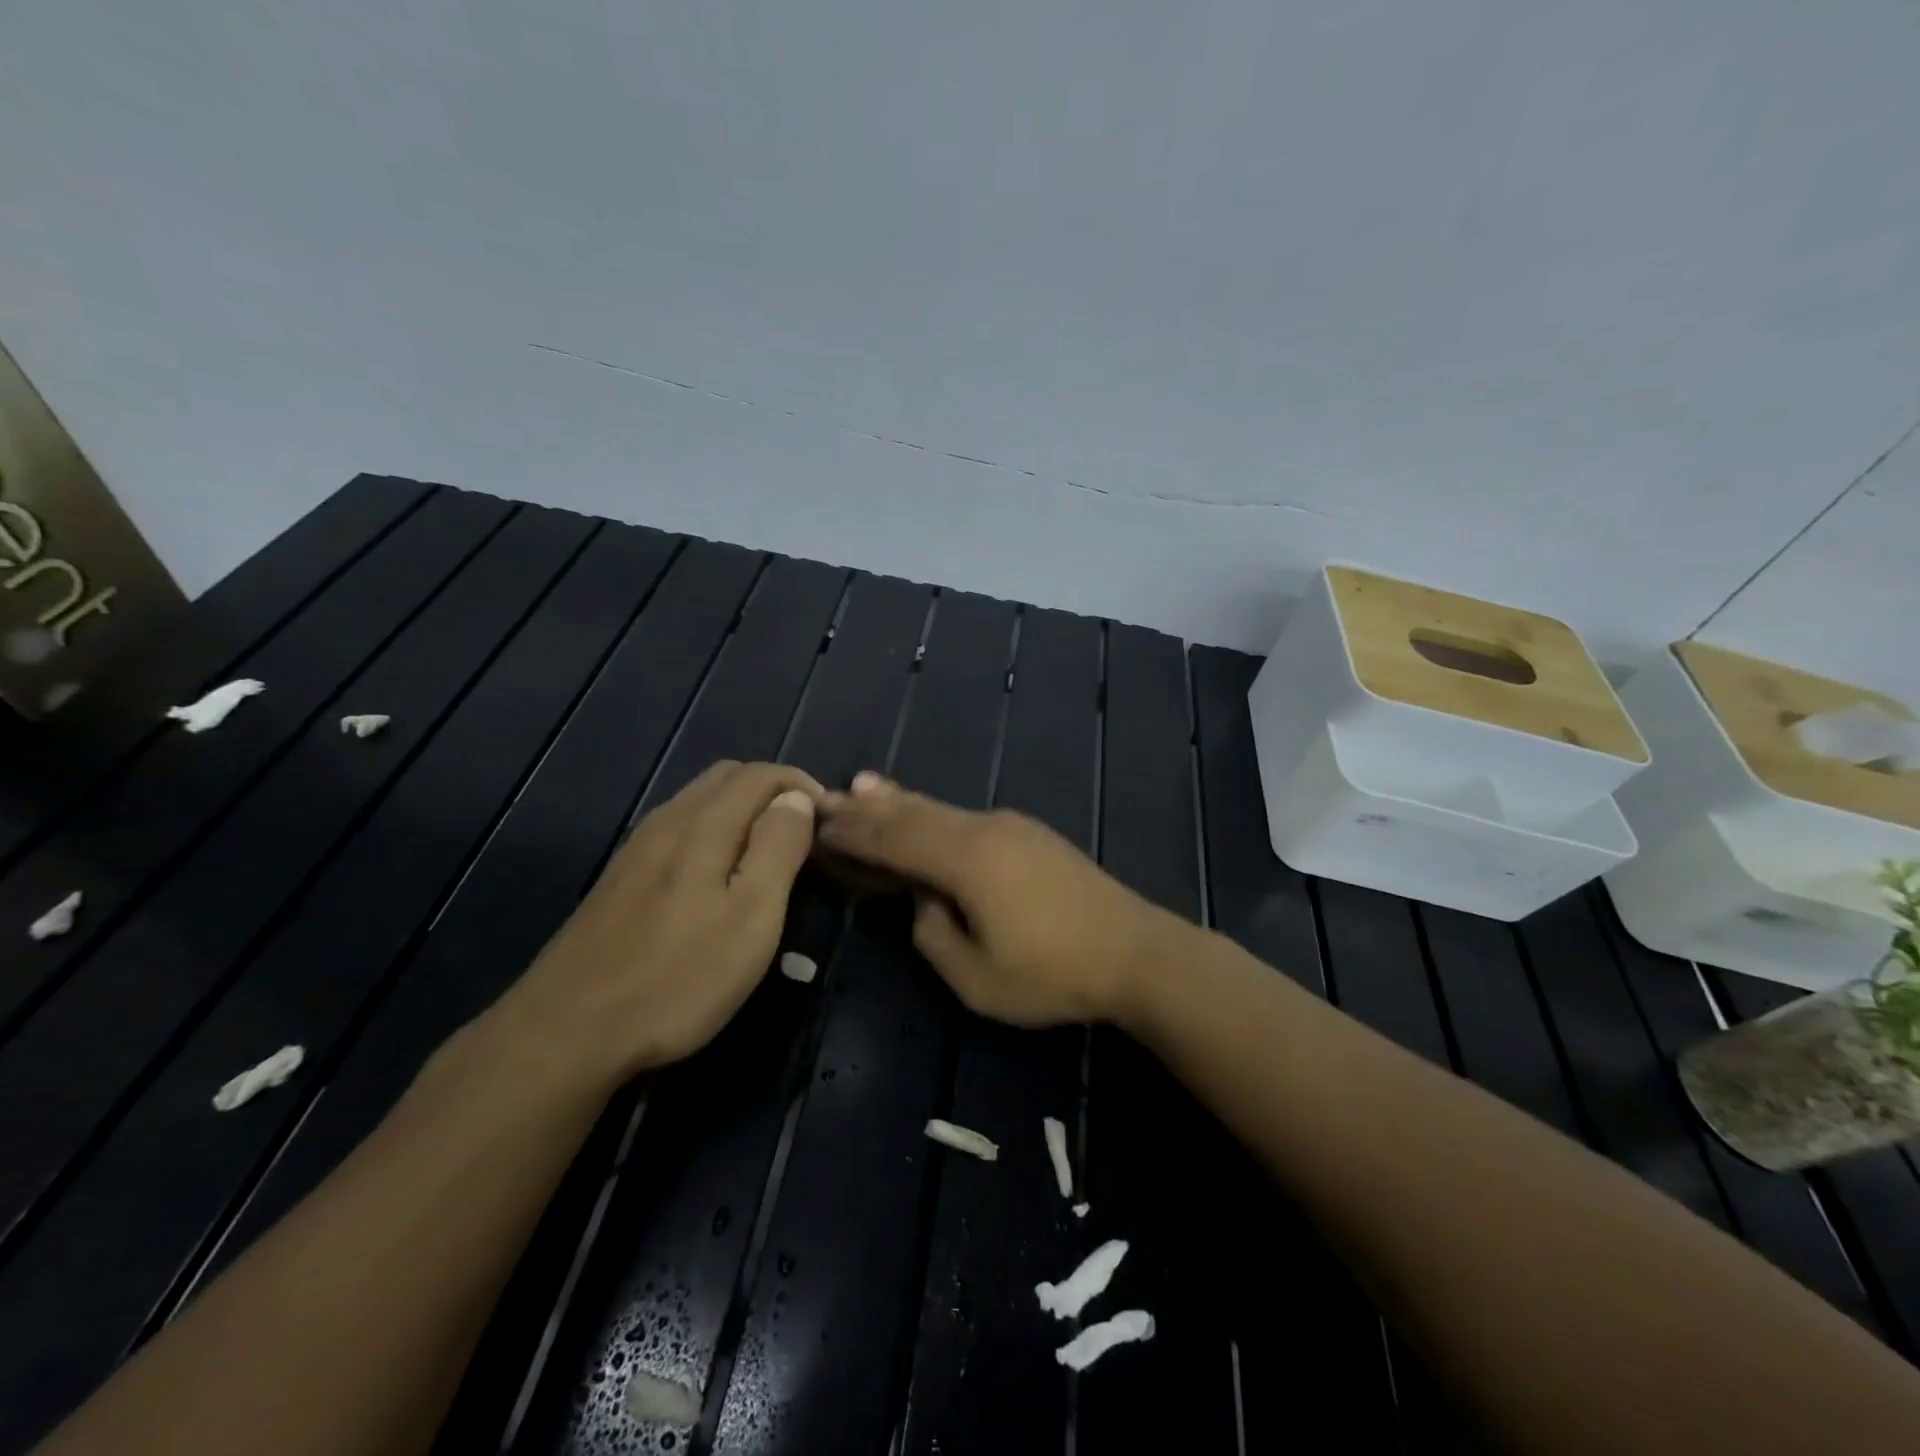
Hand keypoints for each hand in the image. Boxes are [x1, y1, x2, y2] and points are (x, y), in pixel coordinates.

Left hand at [493, 761, 822, 1084]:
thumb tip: (797, 798)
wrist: (567, 1032)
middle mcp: (667, 822)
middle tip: (803, 834)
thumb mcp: (751, 916)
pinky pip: (678, 830)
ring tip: (769, 853)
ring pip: (699, 802)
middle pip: (727, 777)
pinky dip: (713, 831)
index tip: (829, 820)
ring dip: (742, 810)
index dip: (801, 785)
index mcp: (703, 824)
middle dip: (773, 791)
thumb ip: (778, 847)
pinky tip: (718, 877)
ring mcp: (637, 850)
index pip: (761, 774)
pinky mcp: (620, 879)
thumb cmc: (678, 977)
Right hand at [816, 771, 1189, 1026]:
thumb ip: (934, 934)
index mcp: (966, 860)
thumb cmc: (1054, 974)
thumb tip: (924, 901)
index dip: (854, 833)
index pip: (894, 840)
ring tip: (863, 787)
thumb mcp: (977, 978)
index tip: (817, 824)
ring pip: (941, 809)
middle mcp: (984, 829)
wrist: (1137, 952)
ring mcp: (1011, 826)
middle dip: (868, 808)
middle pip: (914, 813)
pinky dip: (931, 814)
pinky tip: (923, 812)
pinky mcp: (1030, 835)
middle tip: (826, 796)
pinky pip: (965, 818)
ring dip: (899, 802)